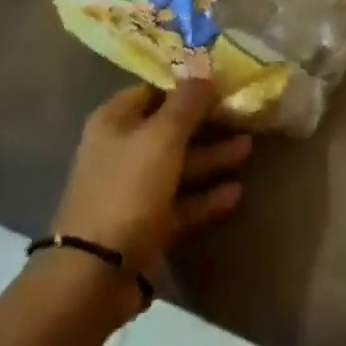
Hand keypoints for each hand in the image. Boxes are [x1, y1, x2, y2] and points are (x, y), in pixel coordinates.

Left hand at [51, 81, 250, 278]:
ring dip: (212, 158)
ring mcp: (132, 190)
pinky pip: (180, 203)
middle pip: (169, 128)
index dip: (187, 84)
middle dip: (206, 122)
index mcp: (115, 121)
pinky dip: (205, 197)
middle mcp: (121, 150)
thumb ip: (187, 102)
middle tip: (242, 115)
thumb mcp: (163, 136)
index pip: (154, 90)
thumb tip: (205, 70)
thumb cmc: (128, 188)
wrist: (96, 275)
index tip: (221, 81)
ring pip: (178, 166)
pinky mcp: (145, 225)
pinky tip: (236, 193)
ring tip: (249, 148)